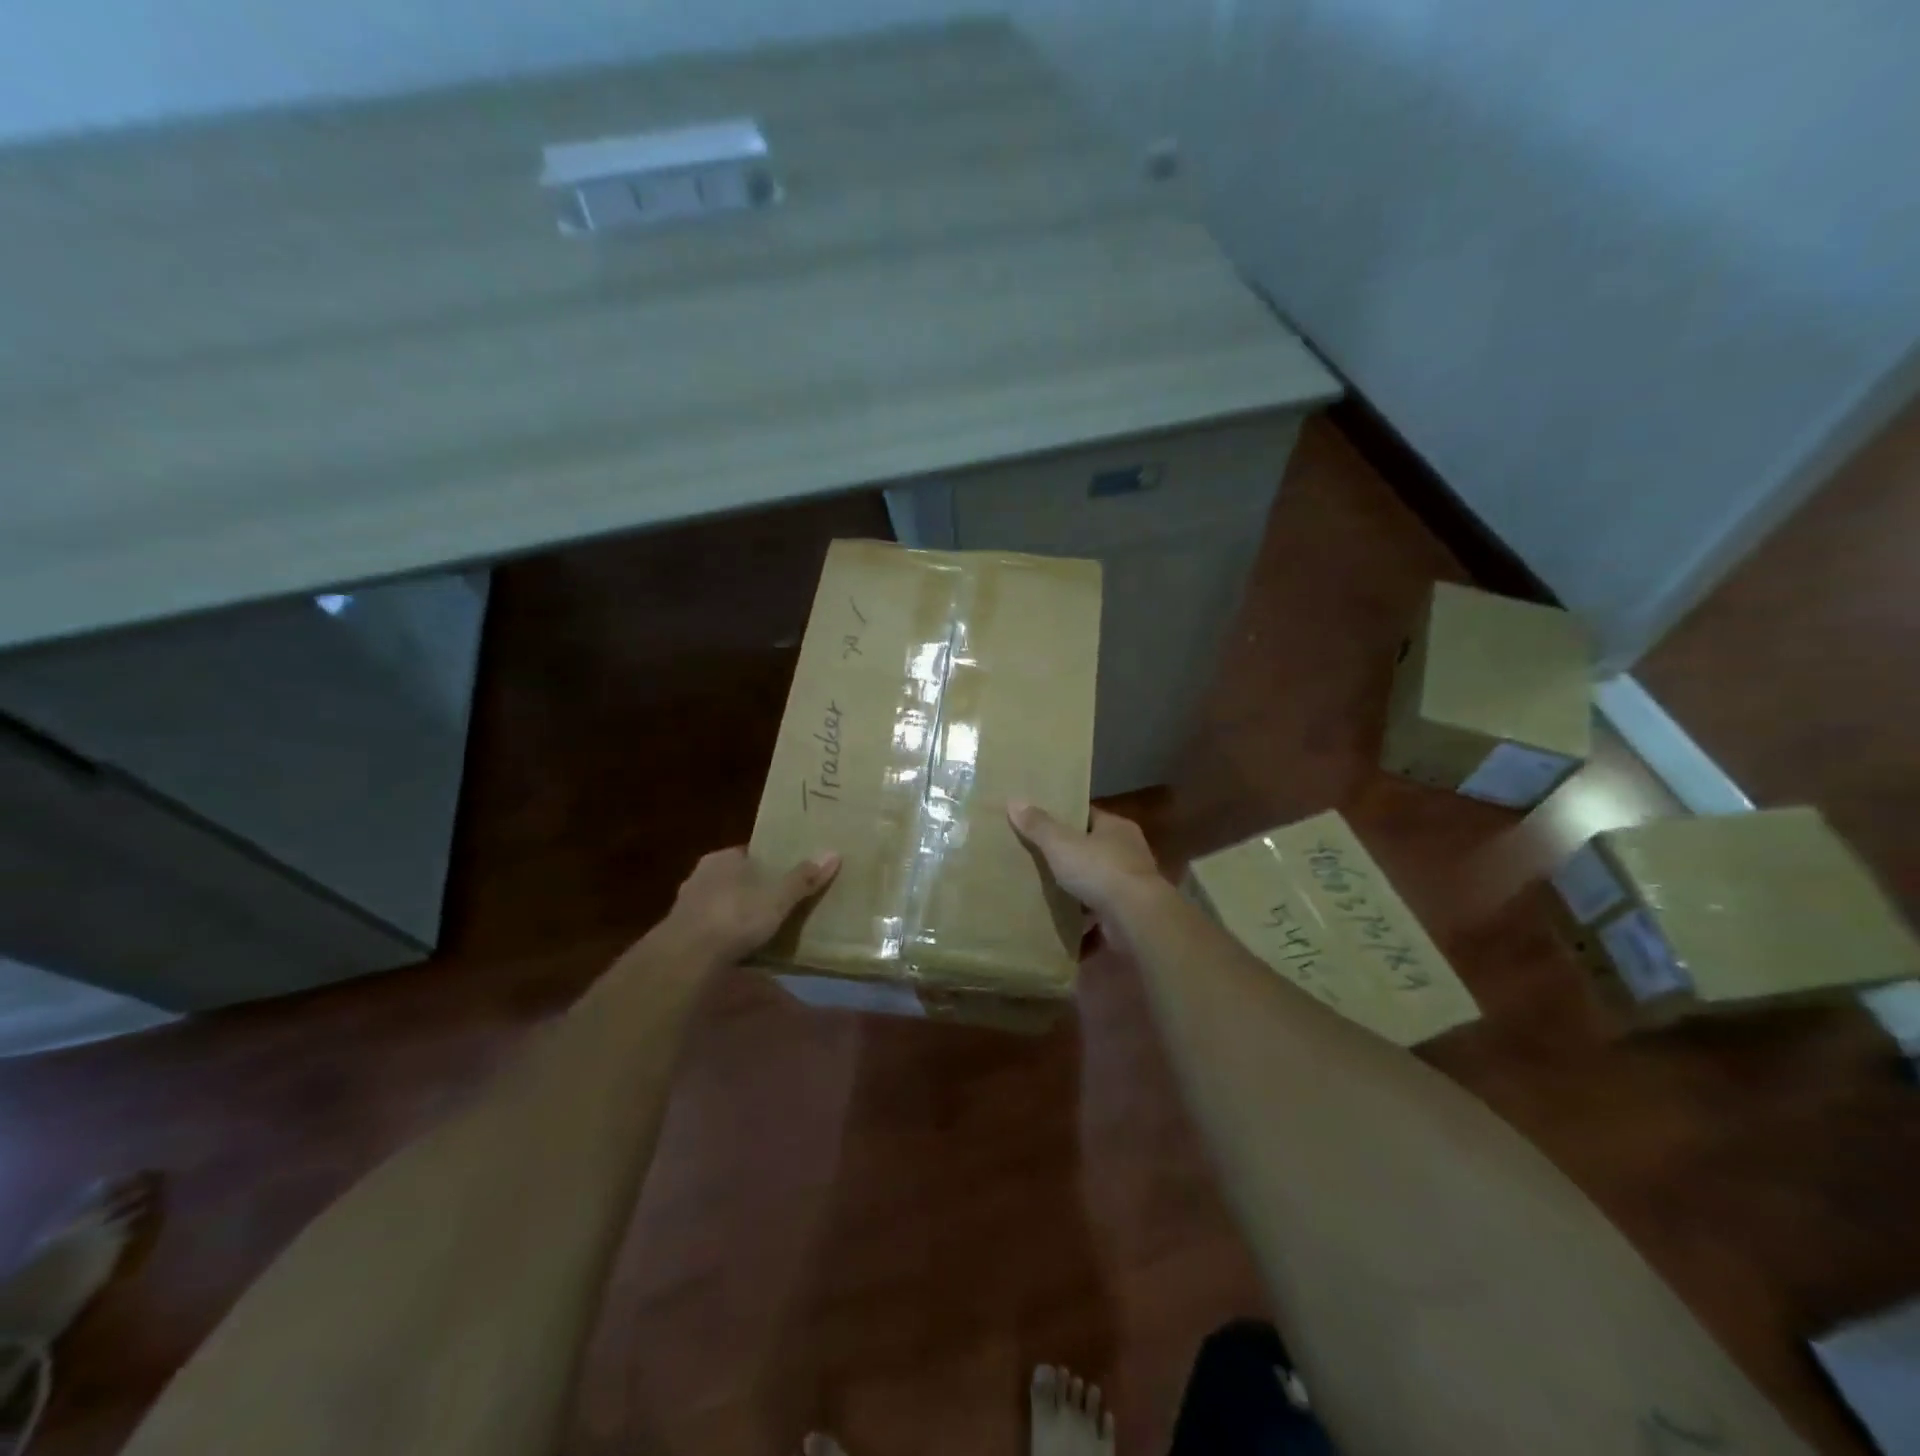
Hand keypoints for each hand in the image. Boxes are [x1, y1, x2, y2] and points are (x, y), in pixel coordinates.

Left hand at [665, 847, 840, 964]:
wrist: (686, 958)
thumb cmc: (735, 916)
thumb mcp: (777, 897)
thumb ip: (803, 878)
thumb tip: (833, 852)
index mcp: (722, 859)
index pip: (749, 853)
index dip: (769, 863)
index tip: (788, 875)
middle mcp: (700, 876)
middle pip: (735, 879)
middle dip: (753, 890)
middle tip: (780, 903)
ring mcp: (687, 907)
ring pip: (721, 904)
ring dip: (737, 915)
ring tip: (763, 928)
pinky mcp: (680, 935)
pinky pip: (711, 930)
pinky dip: (725, 937)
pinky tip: (741, 950)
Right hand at [1007, 803, 1163, 917]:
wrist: (1136, 918)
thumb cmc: (1099, 870)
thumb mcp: (1061, 844)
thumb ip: (1039, 825)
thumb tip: (1014, 801)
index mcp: (1117, 827)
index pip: (1088, 816)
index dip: (1065, 818)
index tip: (1041, 823)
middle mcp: (1129, 851)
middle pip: (1093, 848)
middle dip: (1070, 855)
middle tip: (1039, 858)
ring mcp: (1131, 883)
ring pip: (1098, 880)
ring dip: (1079, 887)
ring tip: (1047, 890)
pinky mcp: (1130, 912)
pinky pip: (1100, 910)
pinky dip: (1085, 916)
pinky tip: (1064, 920)